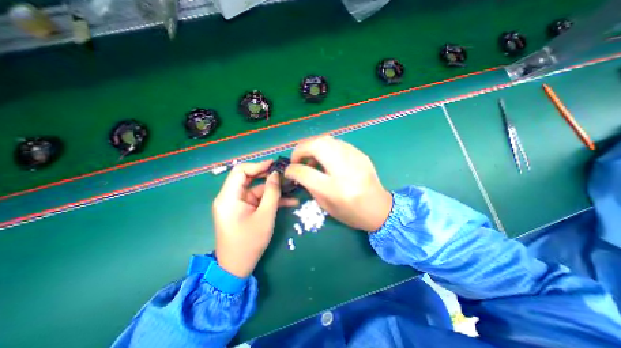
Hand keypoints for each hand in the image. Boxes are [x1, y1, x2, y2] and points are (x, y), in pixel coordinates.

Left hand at [214, 162, 297, 278]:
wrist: (237, 268)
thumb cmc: (249, 242)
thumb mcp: (265, 216)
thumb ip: (272, 193)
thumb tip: (276, 174)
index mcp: (228, 197)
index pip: (240, 171)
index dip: (258, 165)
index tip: (274, 165)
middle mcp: (230, 197)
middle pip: (249, 179)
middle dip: (268, 177)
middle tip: (285, 176)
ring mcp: (238, 204)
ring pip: (257, 190)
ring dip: (274, 190)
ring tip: (292, 189)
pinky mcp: (244, 210)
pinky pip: (258, 200)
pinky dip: (271, 200)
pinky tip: (289, 202)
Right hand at [283, 136, 389, 231]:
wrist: (380, 209)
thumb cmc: (352, 214)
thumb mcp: (326, 206)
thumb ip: (310, 187)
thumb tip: (299, 171)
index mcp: (335, 190)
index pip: (306, 172)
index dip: (292, 169)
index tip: (289, 171)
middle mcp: (346, 171)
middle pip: (317, 145)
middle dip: (301, 149)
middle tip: (297, 159)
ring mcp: (356, 159)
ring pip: (327, 140)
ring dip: (313, 146)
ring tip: (311, 158)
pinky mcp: (361, 154)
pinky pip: (338, 143)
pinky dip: (326, 148)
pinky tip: (326, 158)